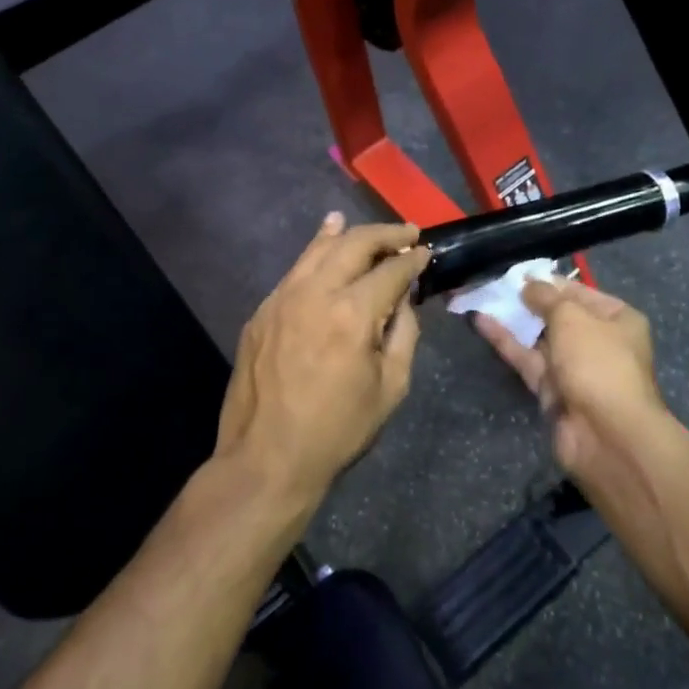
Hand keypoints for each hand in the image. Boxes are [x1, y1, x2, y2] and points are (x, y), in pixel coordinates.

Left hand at [217, 214, 431, 510]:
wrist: (266, 459)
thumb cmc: (337, 430)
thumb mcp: (390, 387)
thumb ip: (403, 333)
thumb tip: (402, 298)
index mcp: (352, 314)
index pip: (390, 270)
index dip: (412, 258)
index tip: (426, 252)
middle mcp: (315, 293)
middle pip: (354, 244)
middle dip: (385, 234)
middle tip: (407, 233)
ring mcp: (281, 298)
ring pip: (319, 249)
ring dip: (348, 234)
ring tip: (371, 230)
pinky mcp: (262, 311)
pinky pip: (295, 270)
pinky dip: (316, 251)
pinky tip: (326, 242)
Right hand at [474, 278, 671, 485]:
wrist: (606, 435)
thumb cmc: (598, 363)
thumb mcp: (572, 317)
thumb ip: (546, 297)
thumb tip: (528, 284)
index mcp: (617, 319)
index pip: (579, 292)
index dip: (549, 281)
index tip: (517, 272)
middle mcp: (598, 342)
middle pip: (558, 315)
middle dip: (527, 301)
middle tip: (494, 283)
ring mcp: (574, 368)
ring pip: (539, 338)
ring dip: (513, 320)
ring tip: (482, 297)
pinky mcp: (552, 391)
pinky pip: (527, 359)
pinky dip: (506, 342)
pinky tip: (481, 322)